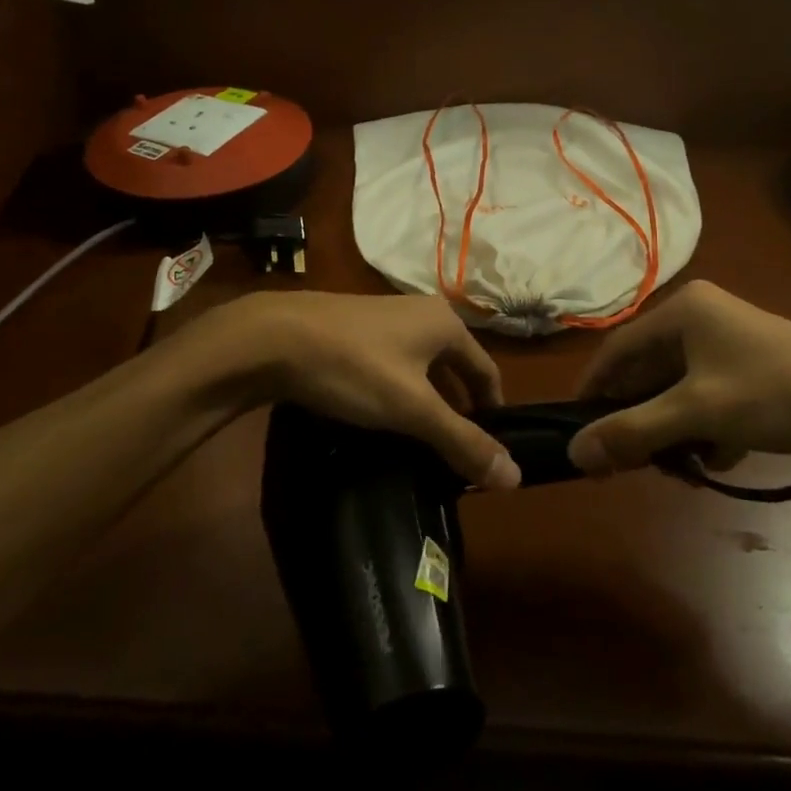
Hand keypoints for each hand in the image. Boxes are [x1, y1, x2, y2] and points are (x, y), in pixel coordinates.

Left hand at [201, 292, 518, 489]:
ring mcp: (385, 318)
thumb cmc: (355, 367)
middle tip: (454, 454)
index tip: (489, 451)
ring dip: (427, 402)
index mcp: (446, 323)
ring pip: (421, 367)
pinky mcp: (355, 329)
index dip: (492, 411)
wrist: (274, 337)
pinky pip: (393, 364)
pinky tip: (381, 418)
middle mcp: (422, 313)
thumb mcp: (413, 409)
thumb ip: (463, 442)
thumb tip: (516, 476)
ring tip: (419, 442)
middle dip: (458, 409)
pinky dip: (399, 391)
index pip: (487, 371)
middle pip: (454, 368)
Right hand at [567, 281, 790, 479]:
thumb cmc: (774, 395)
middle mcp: (703, 317)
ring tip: (682, 466)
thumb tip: (574, 453)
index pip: (619, 349)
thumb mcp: (697, 414)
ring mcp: (731, 342)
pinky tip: (722, 455)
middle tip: (632, 460)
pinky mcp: (752, 367)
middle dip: (642, 419)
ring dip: (675, 430)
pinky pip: (708, 397)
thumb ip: (632, 432)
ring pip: (679, 390)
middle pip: (650, 372)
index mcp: (684, 310)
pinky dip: (706, 428)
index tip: (577, 427)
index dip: (594, 388)